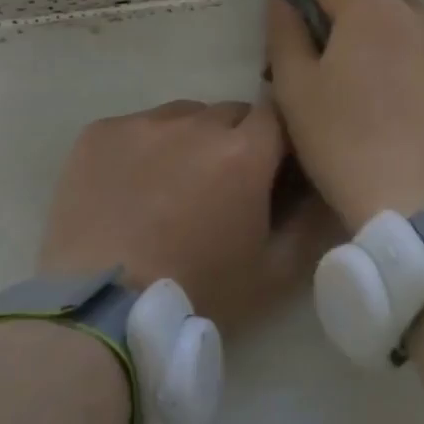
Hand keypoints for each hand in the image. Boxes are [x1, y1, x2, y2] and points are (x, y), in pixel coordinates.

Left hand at [39, 100, 336, 332]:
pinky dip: (143, 149)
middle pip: (231, 113)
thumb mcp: (275, 273)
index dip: (278, 142)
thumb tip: (324, 190)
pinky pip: (136, 127)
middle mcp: (196, 124)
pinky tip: (131, 190)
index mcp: (244, 152)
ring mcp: (143, 124)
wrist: (103, 310)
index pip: (277, 116)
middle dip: (236, 141)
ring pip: (183, 116)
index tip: (270, 171)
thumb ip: (311, 224)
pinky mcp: (99, 133)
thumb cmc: (199, 292)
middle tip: (222, 188)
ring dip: (190, 140)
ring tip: (172, 187)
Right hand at [265, 0, 423, 226]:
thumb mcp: (294, 86)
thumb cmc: (340, 137)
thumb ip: (284, 35)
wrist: (413, 195)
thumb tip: (283, 1)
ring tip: (367, 82)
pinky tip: (399, 100)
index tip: (298, 47)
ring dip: (383, 38)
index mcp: (368, 7)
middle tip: (332, 65)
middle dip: (349, 20)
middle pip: (371, 1)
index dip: (305, 11)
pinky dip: (410, 62)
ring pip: (405, 25)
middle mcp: (412, 13)